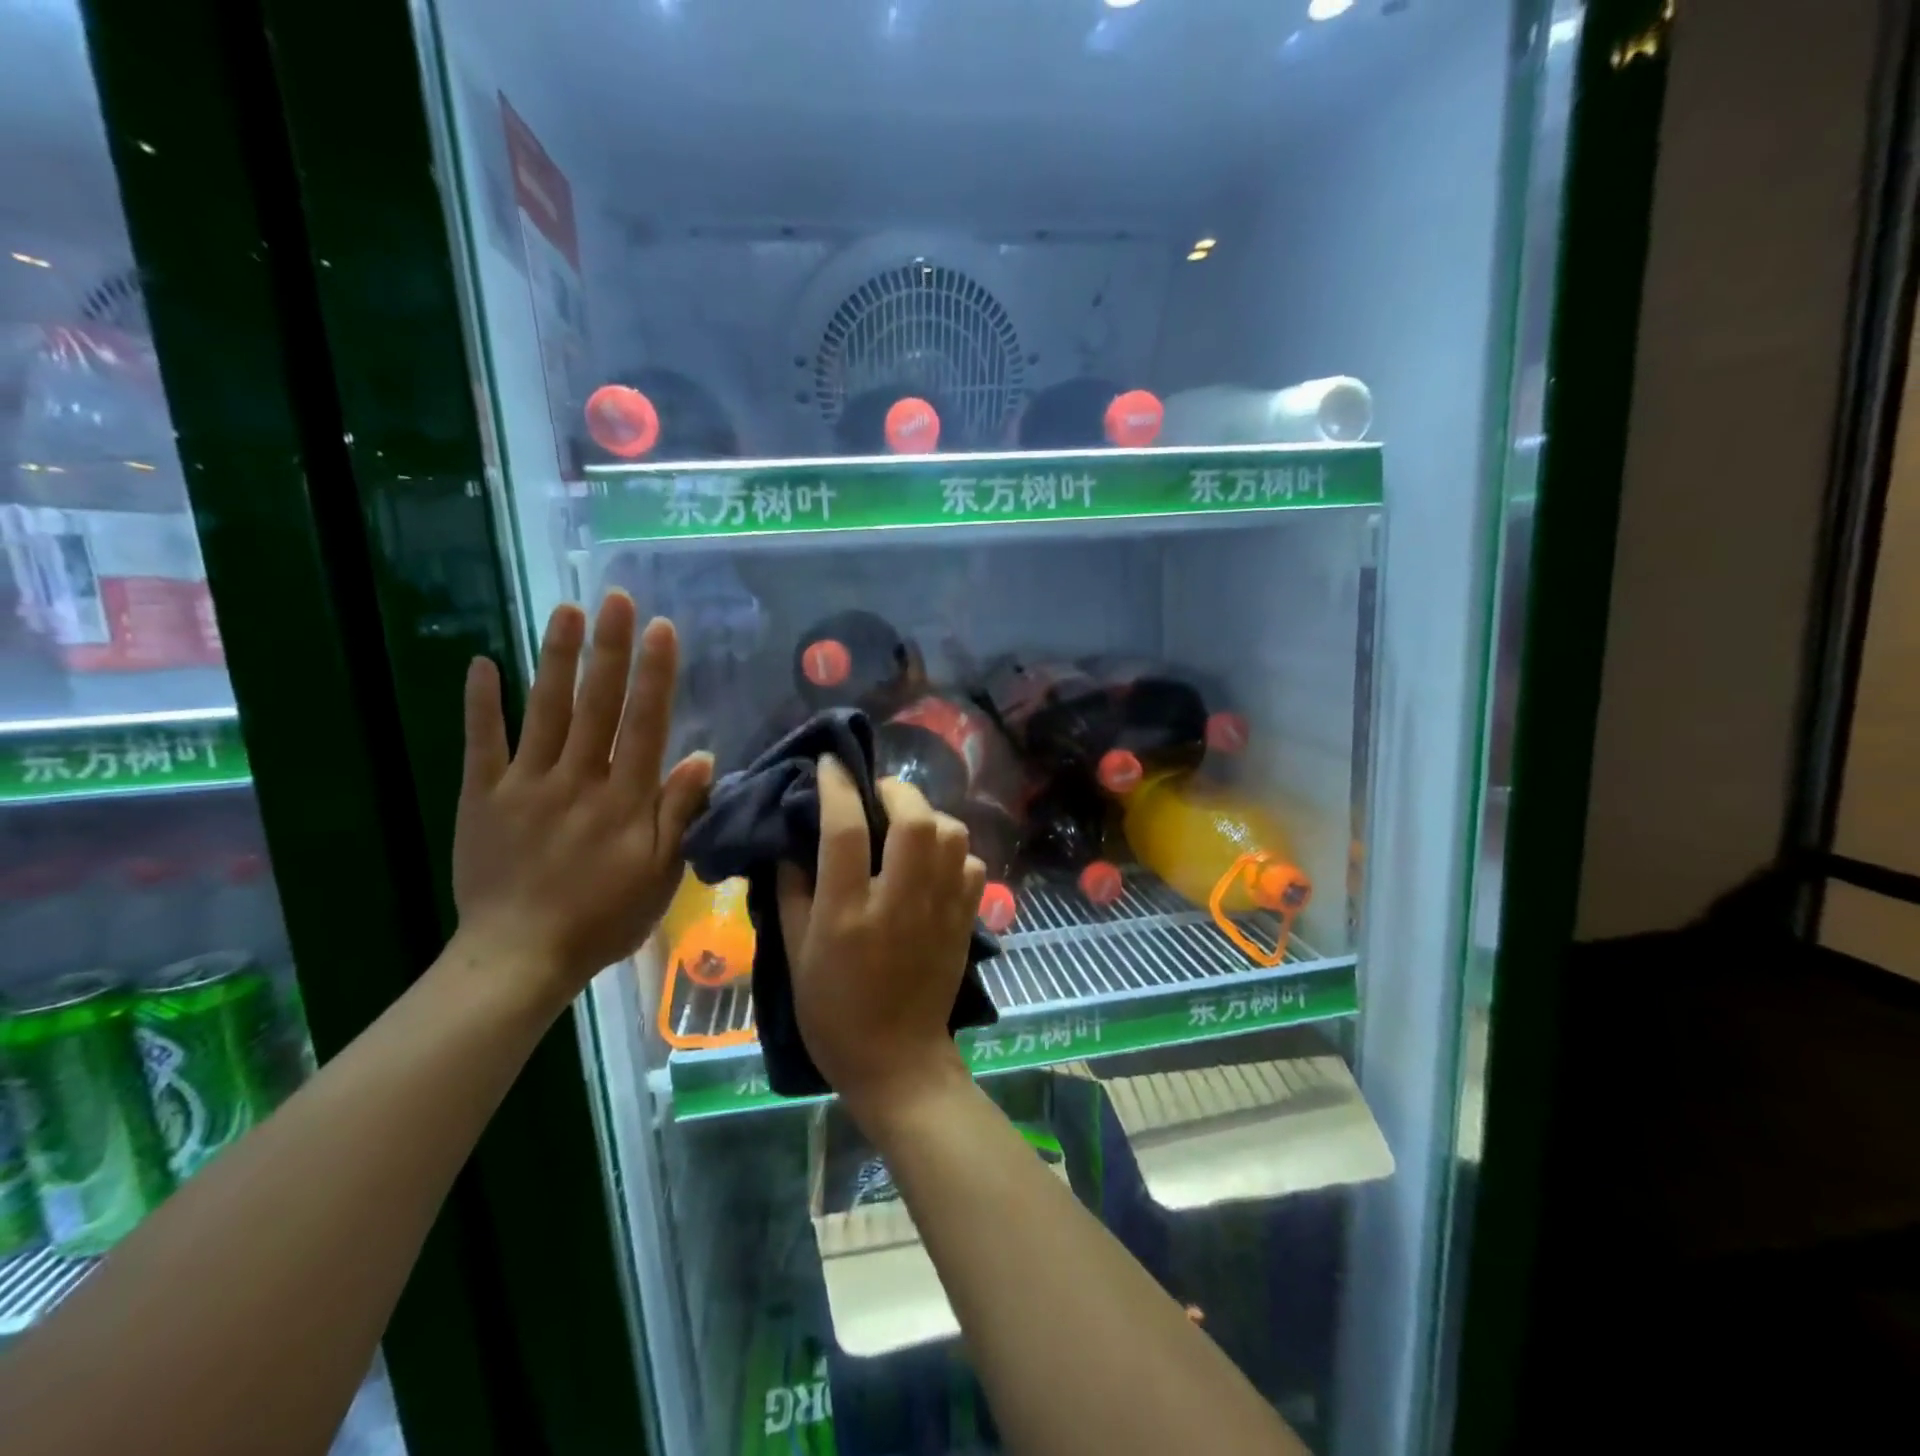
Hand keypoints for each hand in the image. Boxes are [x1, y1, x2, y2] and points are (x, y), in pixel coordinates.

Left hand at [454, 593, 712, 1007]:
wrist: (517, 959)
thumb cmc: (602, 919)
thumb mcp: (660, 876)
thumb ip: (679, 814)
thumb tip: (701, 756)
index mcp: (624, 800)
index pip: (644, 724)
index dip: (655, 674)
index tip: (661, 629)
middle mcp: (577, 780)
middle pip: (596, 704)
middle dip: (609, 648)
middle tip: (614, 598)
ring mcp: (525, 785)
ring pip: (545, 711)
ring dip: (557, 658)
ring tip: (566, 610)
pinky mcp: (482, 798)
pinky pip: (481, 743)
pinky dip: (481, 703)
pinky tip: (482, 663)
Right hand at [778, 759, 985, 1119]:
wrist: (897, 1060)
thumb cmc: (833, 1011)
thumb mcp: (795, 954)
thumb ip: (791, 891)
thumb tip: (793, 842)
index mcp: (847, 913)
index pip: (845, 830)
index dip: (837, 786)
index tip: (832, 762)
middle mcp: (899, 902)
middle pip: (914, 819)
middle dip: (897, 790)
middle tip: (878, 792)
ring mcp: (940, 911)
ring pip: (952, 835)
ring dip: (930, 816)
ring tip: (909, 823)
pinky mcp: (965, 921)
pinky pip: (972, 865)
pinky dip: (956, 852)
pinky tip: (936, 861)